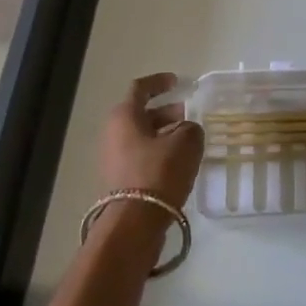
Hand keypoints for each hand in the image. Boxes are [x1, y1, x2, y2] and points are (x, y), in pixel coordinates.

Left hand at [98, 72, 203, 210]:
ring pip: (142, 137)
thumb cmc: (158, 172)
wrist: (134, 224)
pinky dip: (160, 154)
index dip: (160, 82)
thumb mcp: (186, 143)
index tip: (178, 82)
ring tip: (190, 141)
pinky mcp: (120, 181)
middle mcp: (113, 133)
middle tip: (190, 116)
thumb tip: (187, 130)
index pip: (140, 88)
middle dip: (167, 112)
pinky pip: (141, 157)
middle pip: (141, 114)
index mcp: (124, 116)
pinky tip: (180, 163)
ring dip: (165, 134)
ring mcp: (114, 158)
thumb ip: (191, 128)